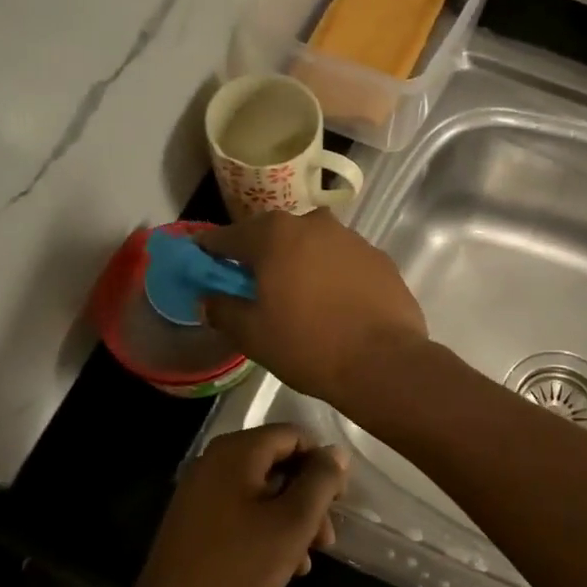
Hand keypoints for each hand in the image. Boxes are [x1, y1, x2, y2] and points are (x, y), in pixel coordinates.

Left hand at [127, 424, 346, 586]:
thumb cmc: (239, 567)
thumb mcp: (293, 522)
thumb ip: (320, 481)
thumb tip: (336, 452)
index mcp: (236, 451)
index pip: (294, 435)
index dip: (322, 463)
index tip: (338, 501)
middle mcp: (214, 461)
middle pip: (277, 463)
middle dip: (308, 497)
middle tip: (327, 537)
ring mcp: (199, 490)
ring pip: (261, 490)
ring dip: (291, 518)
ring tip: (307, 558)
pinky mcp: (193, 519)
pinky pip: (240, 509)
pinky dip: (265, 527)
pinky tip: (281, 564)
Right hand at [197, 211, 428, 408]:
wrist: (384, 362)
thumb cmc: (308, 345)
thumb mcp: (252, 335)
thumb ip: (222, 309)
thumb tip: (210, 298)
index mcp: (274, 235)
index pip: (227, 237)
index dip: (210, 252)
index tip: (202, 266)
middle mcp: (313, 224)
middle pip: (273, 236)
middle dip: (259, 257)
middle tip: (253, 288)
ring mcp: (351, 238)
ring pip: (312, 246)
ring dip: (299, 263)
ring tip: (298, 298)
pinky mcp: (379, 258)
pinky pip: (342, 261)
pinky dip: (331, 275)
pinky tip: (334, 305)